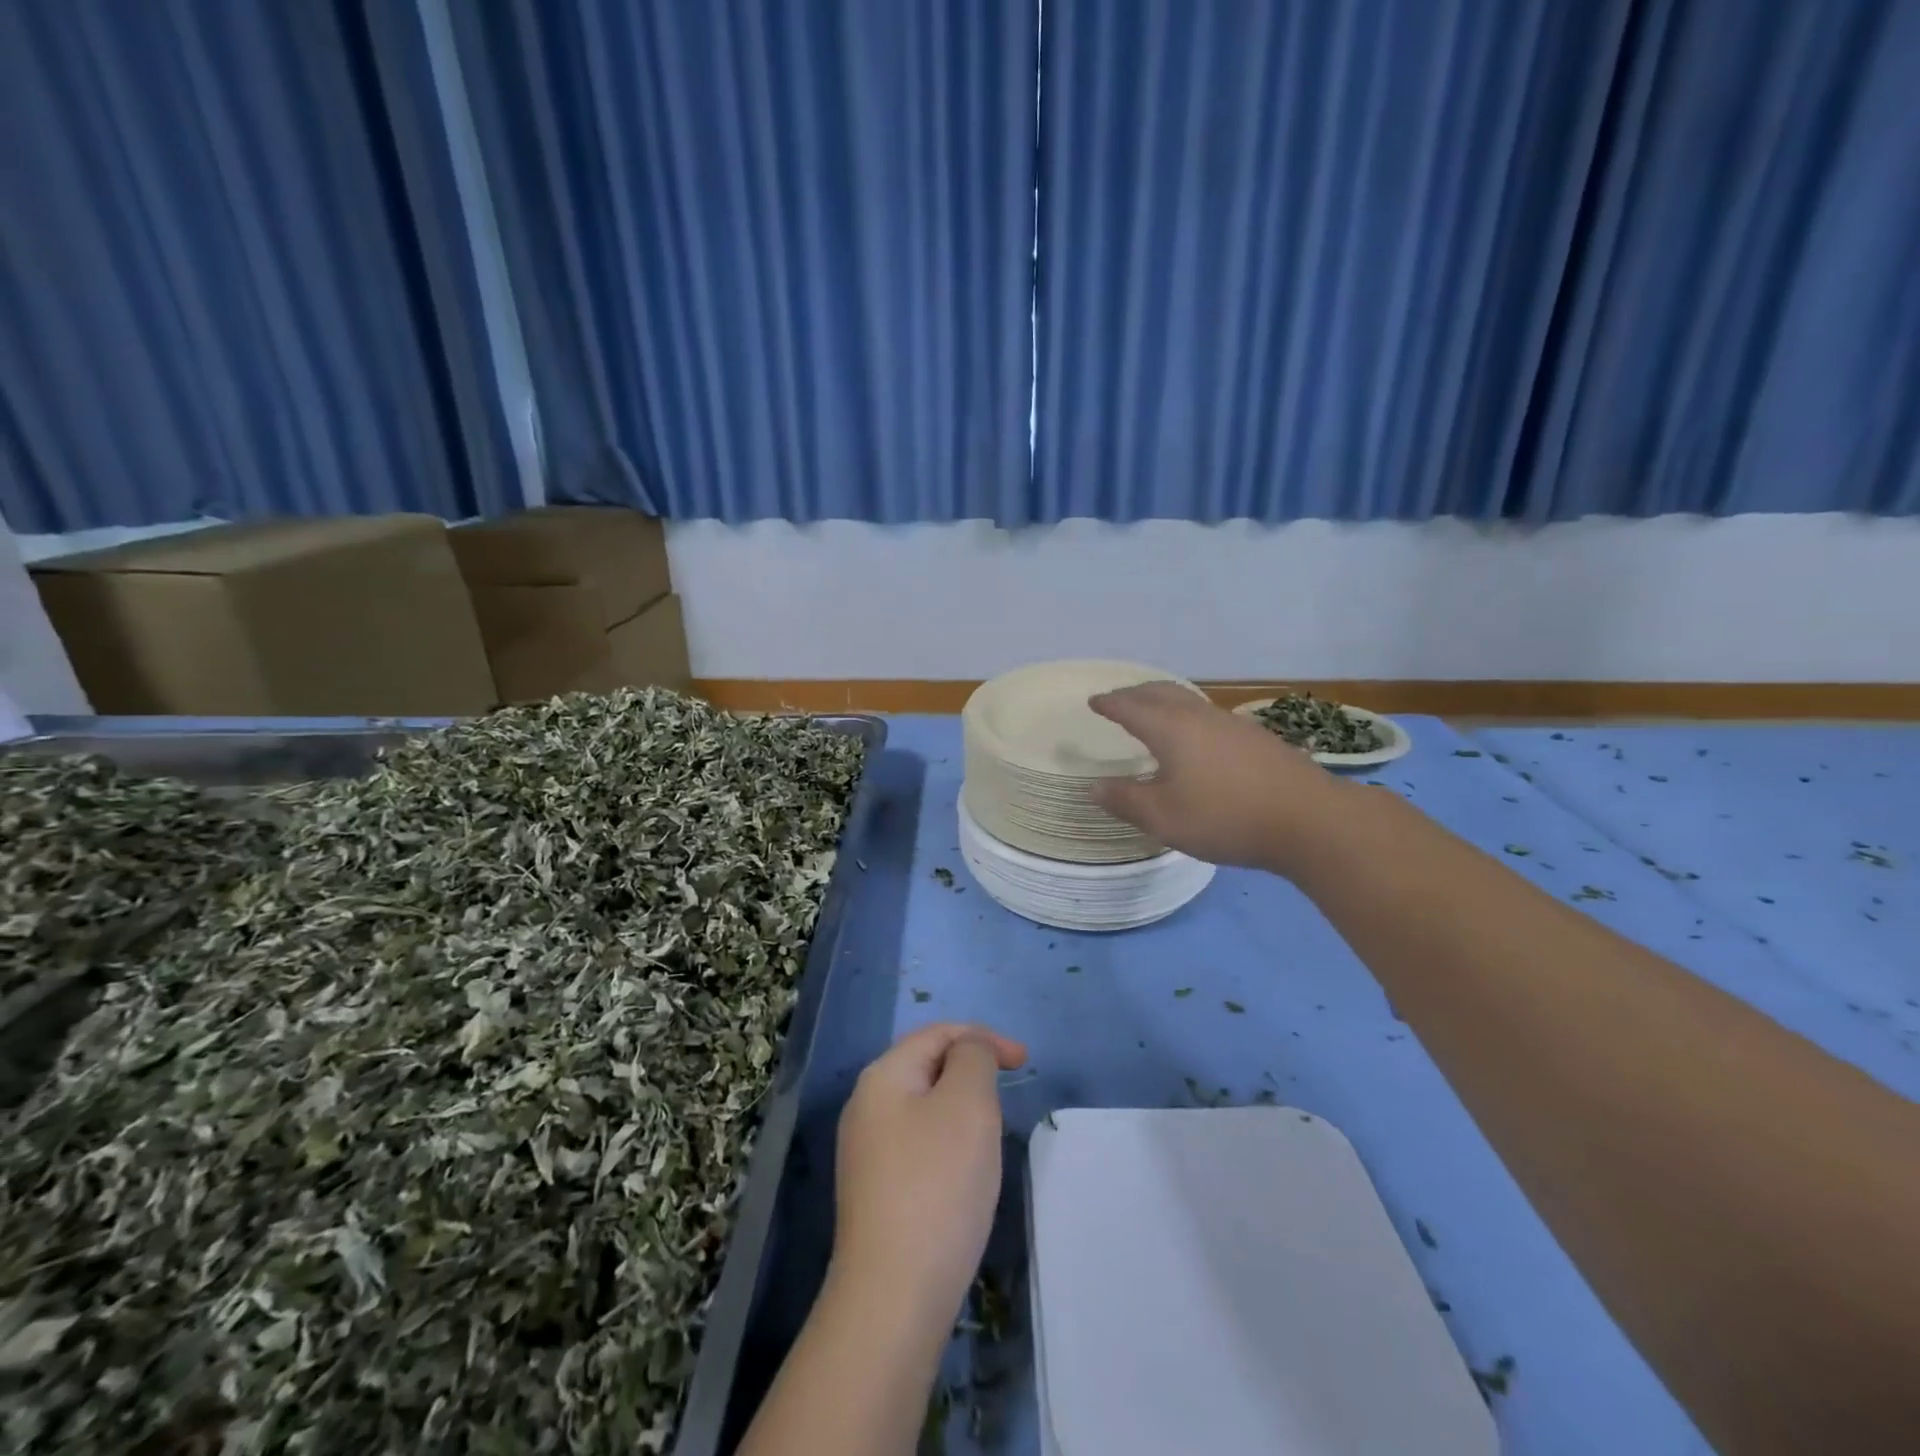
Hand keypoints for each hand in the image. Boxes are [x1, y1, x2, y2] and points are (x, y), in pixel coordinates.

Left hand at [832, 1023, 1026, 1319]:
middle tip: (1007, 1098)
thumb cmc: (938, 1184)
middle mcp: (865, 1106)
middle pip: (927, 1066)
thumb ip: (973, 1058)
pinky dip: (948, 1143)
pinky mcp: (874, 1191)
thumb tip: (968, 1050)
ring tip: (991, 1135)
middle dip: (971, 1072)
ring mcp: (865, 1151)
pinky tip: (964, 1175)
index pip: (937, 1033)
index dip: (984, 1038)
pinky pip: (918, 1145)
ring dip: (961, 1109)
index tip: (1025, 1062)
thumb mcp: (968, 1103)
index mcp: (883, 1076)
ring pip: (924, 1107)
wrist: (893, 1296)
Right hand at [1087, 682, 1343, 869]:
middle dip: (1135, 694)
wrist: (1310, 820)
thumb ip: (1126, 801)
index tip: (1094, 701)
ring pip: (1188, 701)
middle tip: (1118, 700)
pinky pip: (1208, 716)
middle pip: (1161, 692)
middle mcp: (1200, 717)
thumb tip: (1094, 787)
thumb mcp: (1164, 818)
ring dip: (1163, 702)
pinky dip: (1187, 717)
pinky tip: (1195, 740)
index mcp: (1171, 729)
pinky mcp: (1256, 739)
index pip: (1131, 707)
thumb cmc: (1226, 817)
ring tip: (1153, 715)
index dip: (1109, 703)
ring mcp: (1232, 724)